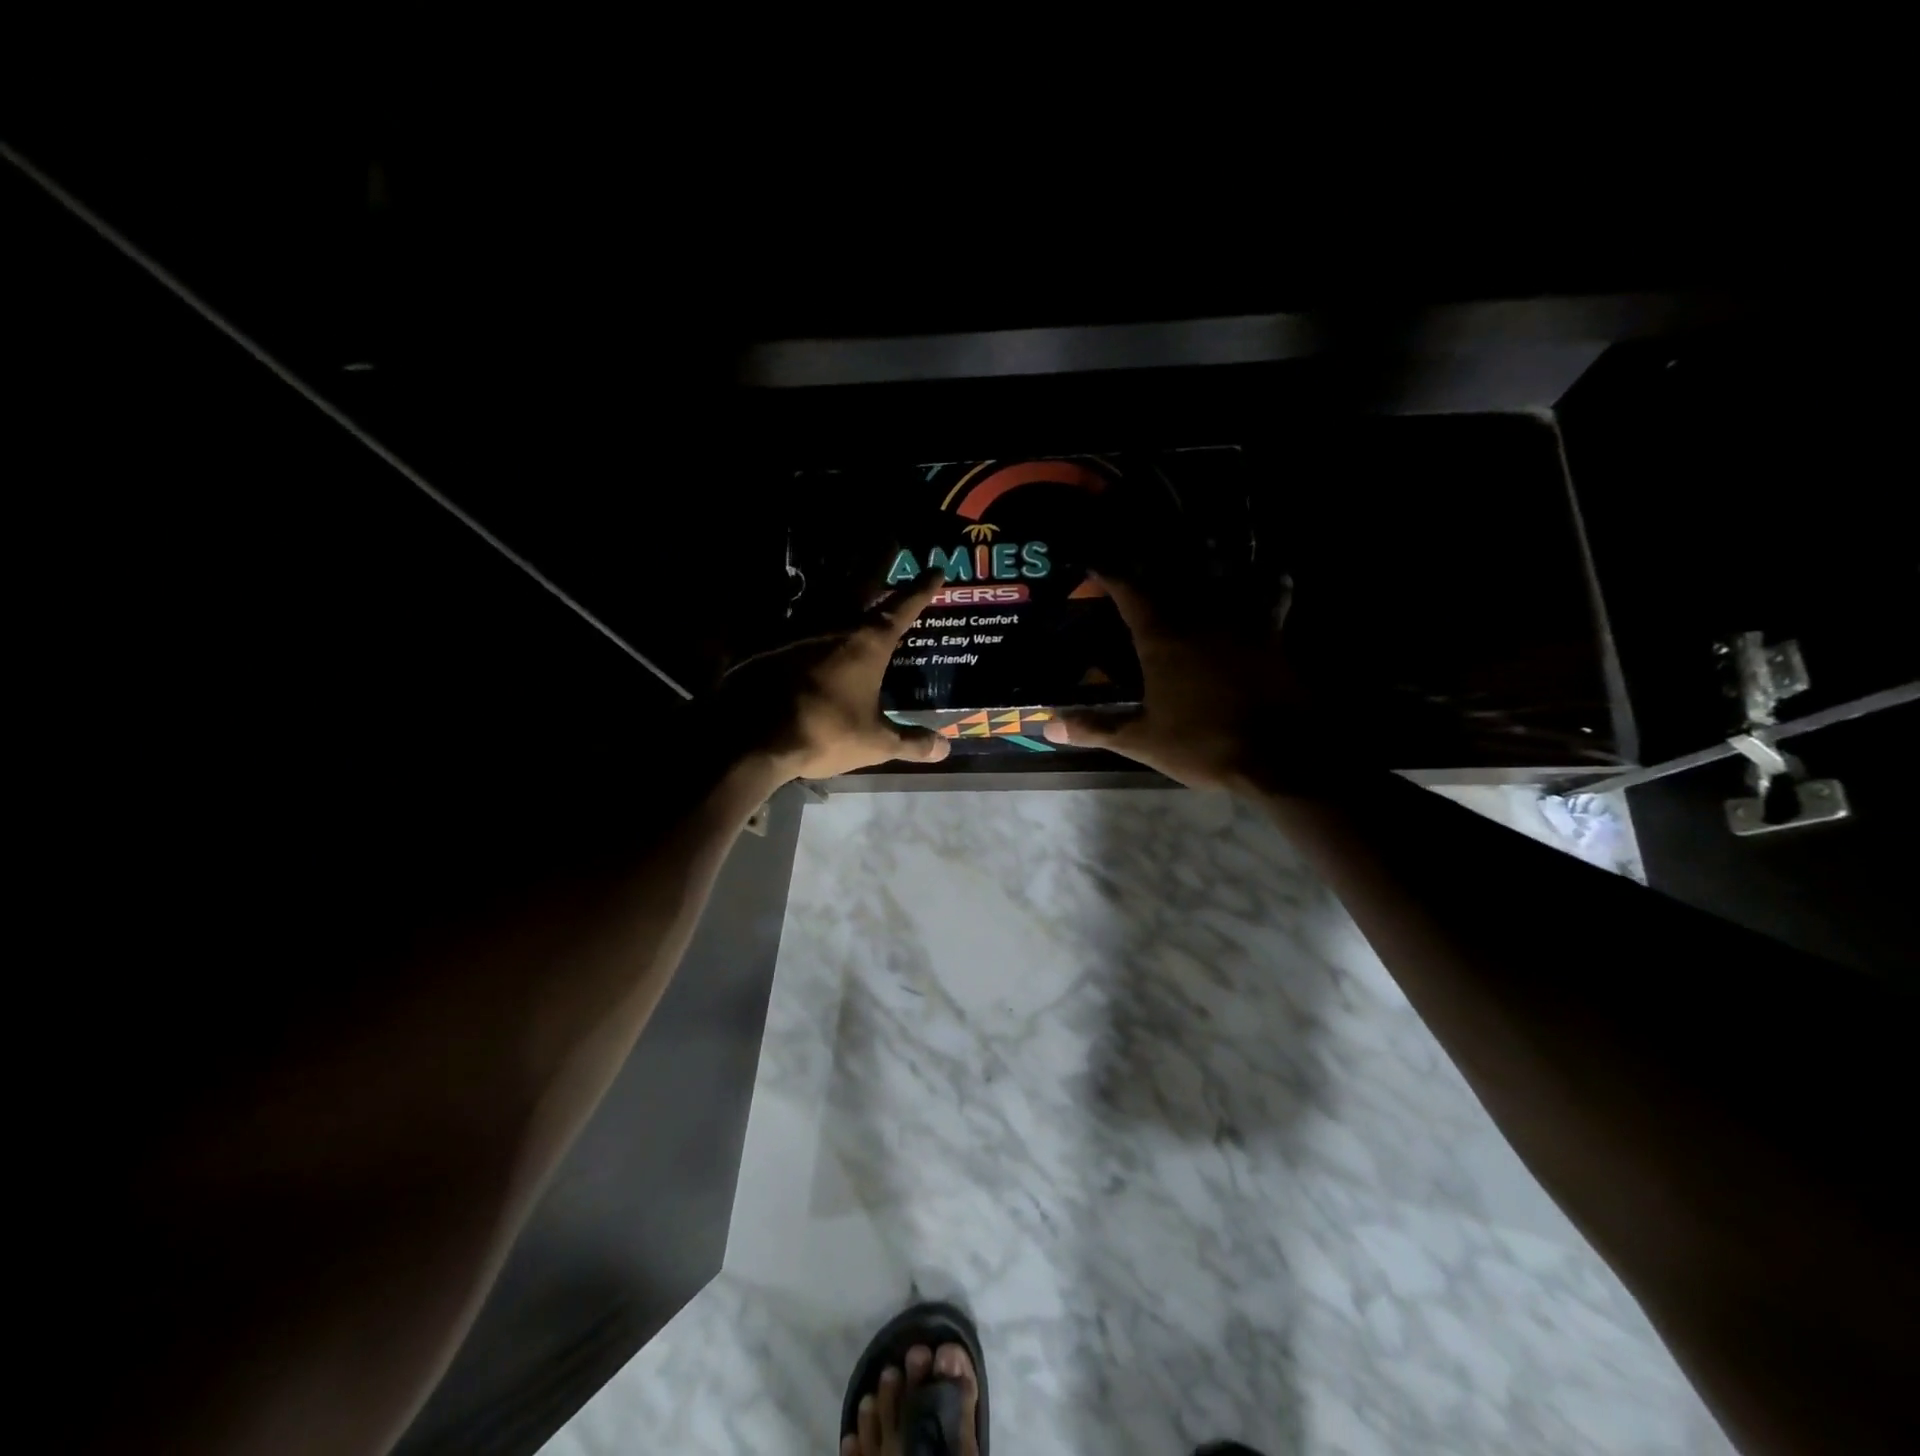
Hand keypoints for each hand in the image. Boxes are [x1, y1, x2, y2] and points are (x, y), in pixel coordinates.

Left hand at [714, 570, 951, 783]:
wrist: (753, 732)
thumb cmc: (824, 731)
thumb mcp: (874, 743)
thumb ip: (910, 742)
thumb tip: (945, 749)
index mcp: (868, 642)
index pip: (903, 608)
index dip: (922, 589)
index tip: (935, 570)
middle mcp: (836, 623)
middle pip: (862, 582)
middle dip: (879, 562)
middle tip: (890, 539)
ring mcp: (798, 627)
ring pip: (824, 589)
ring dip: (839, 570)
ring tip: (846, 555)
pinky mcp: (767, 638)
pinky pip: (790, 609)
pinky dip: (799, 599)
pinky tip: (798, 598)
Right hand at [1042, 573, 1317, 792]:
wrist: (1280, 755)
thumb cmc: (1204, 744)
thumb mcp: (1143, 740)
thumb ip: (1096, 728)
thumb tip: (1048, 725)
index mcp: (1162, 636)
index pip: (1128, 589)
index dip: (1109, 571)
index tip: (1094, 560)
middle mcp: (1200, 615)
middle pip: (1172, 572)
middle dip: (1152, 559)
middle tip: (1140, 547)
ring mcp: (1241, 619)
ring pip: (1224, 570)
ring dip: (1210, 553)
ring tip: (1201, 537)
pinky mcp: (1272, 632)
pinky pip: (1273, 592)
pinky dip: (1271, 579)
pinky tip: (1271, 572)